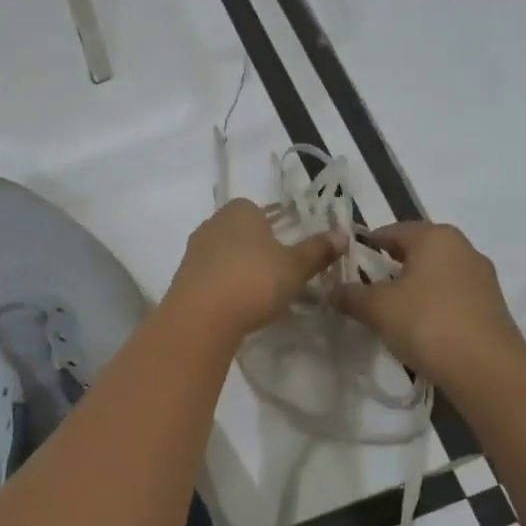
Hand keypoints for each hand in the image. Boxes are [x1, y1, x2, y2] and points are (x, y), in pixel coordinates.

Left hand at [166, 200, 345, 339]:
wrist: (202, 316)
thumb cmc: (255, 280)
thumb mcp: (295, 266)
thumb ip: (318, 250)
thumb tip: (341, 235)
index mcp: (240, 210)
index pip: (260, 211)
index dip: (276, 228)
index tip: (289, 251)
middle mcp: (213, 223)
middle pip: (242, 233)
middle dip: (258, 250)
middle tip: (279, 275)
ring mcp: (195, 250)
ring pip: (226, 255)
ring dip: (241, 270)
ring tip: (261, 294)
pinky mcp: (184, 278)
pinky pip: (212, 276)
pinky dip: (226, 286)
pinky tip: (238, 305)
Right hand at [336, 222, 525, 386]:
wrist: (487, 370)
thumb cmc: (427, 323)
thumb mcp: (378, 308)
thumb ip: (351, 295)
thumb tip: (331, 291)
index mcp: (435, 236)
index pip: (392, 230)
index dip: (366, 245)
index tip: (346, 264)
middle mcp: (463, 248)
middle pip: (417, 251)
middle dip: (390, 267)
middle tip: (364, 289)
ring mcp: (482, 277)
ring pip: (436, 274)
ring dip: (413, 288)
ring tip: (389, 312)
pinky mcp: (491, 306)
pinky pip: (452, 296)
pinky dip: (432, 305)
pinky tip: (419, 328)